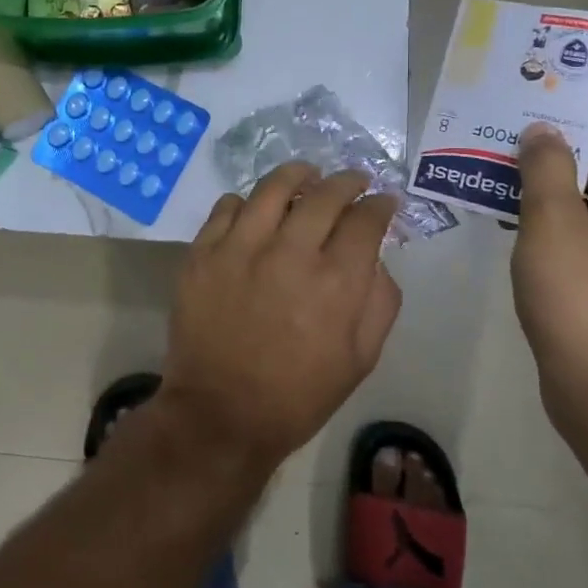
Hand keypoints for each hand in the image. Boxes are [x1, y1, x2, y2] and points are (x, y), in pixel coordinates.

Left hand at [164, 164, 402, 467]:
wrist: (221, 414)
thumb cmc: (298, 394)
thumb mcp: (361, 359)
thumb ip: (379, 300)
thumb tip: (375, 256)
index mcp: (336, 282)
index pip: (366, 220)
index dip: (380, 205)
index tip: (384, 202)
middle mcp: (290, 252)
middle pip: (325, 194)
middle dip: (347, 181)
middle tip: (353, 180)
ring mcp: (240, 248)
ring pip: (273, 187)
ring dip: (297, 174)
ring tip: (306, 174)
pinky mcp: (203, 252)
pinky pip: (228, 206)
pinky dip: (248, 201)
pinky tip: (256, 209)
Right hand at [511, 110, 587, 421]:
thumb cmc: (582, 295)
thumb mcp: (554, 222)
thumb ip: (546, 168)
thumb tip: (541, 131)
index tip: (548, 111)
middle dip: (561, 151)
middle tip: (511, 139)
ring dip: (548, 186)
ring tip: (497, 173)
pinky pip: (580, 233)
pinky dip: (548, 220)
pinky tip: (505, 218)